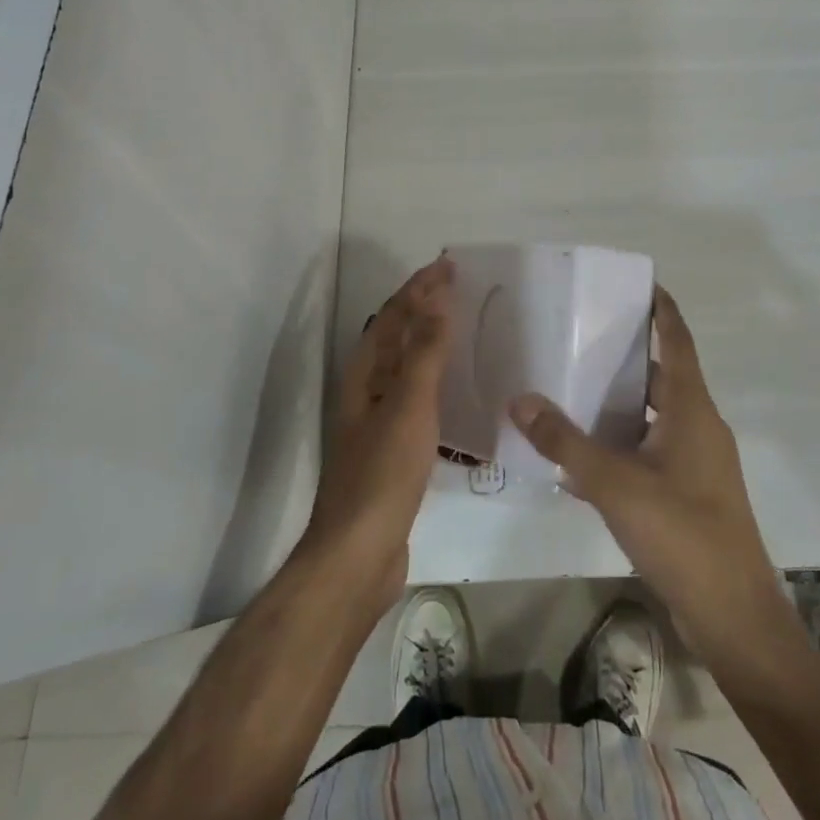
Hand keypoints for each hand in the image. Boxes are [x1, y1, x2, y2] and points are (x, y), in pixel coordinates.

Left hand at [301, 256, 453, 616]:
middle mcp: (366, 391)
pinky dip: (435, 381)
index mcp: (364, 374)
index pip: (392, 316)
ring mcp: (377, 421)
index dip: (419, 288)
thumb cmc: (383, 473)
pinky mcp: (393, 449)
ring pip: (406, 367)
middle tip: (457, 288)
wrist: (359, 555)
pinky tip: (456, 391)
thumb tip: (436, 297)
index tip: (448, 265)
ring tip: (460, 328)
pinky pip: (417, 399)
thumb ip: (425, 352)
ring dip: (429, 342)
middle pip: (395, 337)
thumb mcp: (409, 405)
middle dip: (423, 308)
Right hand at [510, 286, 786, 658]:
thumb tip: (520, 399)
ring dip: (621, 400)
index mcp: (691, 409)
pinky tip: (584, 455)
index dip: (661, 309)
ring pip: (655, 414)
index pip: (678, 341)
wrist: (734, 618)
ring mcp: (698, 463)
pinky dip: (623, 441)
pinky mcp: (691, 494)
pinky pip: (652, 450)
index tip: (636, 283)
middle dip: (627, 353)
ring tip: (574, 385)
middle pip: (663, 374)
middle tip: (581, 333)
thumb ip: (565, 442)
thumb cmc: (682, 534)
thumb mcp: (615, 484)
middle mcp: (699, 426)